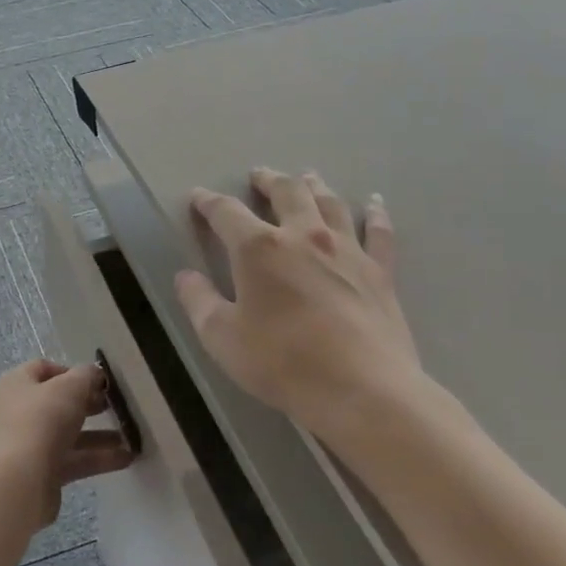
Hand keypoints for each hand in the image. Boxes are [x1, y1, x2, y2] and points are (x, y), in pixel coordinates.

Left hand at [0, 359, 134, 530]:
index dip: (72, 372)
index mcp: (18, 384)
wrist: (19, 482)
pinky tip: (127, 458)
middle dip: (89, 404)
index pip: (44, 369)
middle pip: (58, 402)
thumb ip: (87, 376)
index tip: (99, 382)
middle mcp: (19, 411)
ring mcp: (29, 443)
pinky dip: (98, 458)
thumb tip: (95, 374)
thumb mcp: (70, 387)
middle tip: (116, 406)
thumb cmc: (41, 421)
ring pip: (69, 434)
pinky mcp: (42, 472)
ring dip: (100, 435)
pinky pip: (73, 460)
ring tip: (131, 435)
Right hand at [174, 169, 429, 439]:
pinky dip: (374, 212)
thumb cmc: (283, 363)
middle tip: (258, 175)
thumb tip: (185, 276)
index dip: (208, 202)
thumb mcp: (222, 338)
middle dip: (268, 180)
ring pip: (329, 202)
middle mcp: (303, 236)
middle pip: (286, 192)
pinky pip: (378, 231)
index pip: (226, 212)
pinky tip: (374, 202)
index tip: (198, 197)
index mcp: (258, 248)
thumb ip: (198, 302)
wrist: (363, 390)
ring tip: (306, 176)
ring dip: (313, 186)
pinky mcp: (379, 271)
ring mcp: (346, 250)